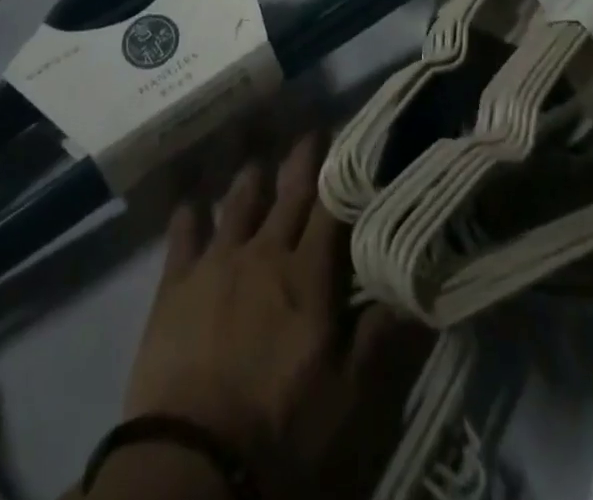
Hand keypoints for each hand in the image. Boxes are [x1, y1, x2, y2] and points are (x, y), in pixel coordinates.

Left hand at [121, 134, 431, 499]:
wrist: (191, 461)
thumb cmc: (280, 432)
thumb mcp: (348, 400)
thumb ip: (381, 338)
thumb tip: (417, 288)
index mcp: (307, 276)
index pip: (332, 211)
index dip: (344, 176)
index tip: (354, 143)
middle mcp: (264, 253)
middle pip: (288, 195)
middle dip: (302, 161)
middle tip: (311, 130)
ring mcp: (216, 264)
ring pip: (238, 204)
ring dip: (250, 179)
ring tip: (257, 157)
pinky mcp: (174, 285)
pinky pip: (183, 236)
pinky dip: (189, 216)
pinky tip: (189, 201)